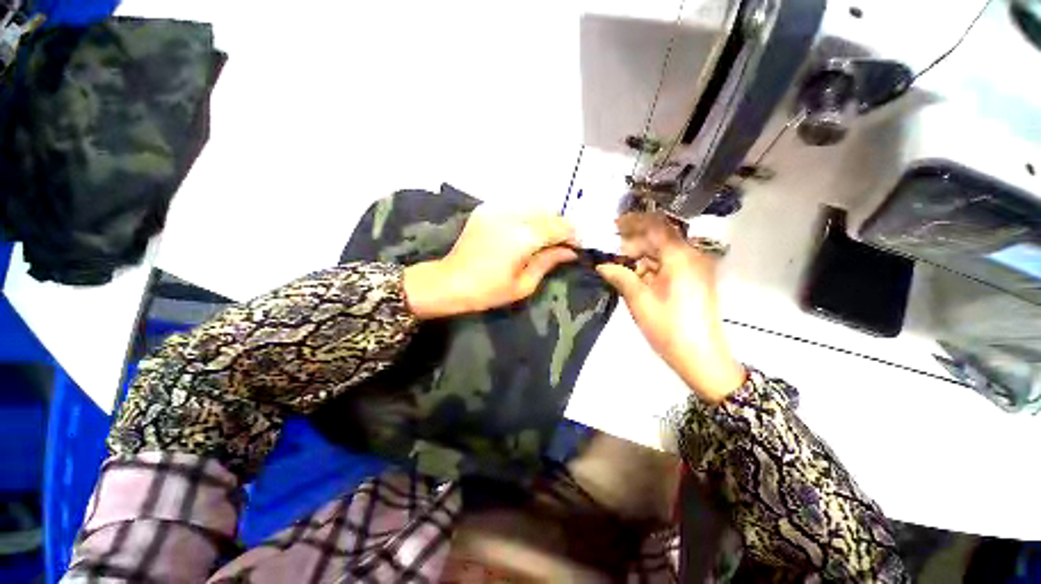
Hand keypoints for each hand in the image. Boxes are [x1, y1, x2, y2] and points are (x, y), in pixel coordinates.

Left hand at [403, 206, 578, 318]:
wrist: (449, 282)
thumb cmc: (488, 291)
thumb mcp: (523, 284)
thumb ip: (548, 262)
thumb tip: (570, 252)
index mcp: (523, 237)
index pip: (559, 226)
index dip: (572, 235)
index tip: (576, 247)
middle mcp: (512, 216)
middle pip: (548, 211)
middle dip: (560, 225)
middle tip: (560, 244)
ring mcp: (497, 209)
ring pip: (533, 205)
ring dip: (544, 218)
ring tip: (543, 238)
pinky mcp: (486, 210)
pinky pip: (516, 206)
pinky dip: (527, 215)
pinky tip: (524, 231)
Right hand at [596, 214, 744, 402]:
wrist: (701, 357)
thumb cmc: (668, 327)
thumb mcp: (638, 300)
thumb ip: (620, 276)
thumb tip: (601, 265)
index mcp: (680, 257)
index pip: (655, 226)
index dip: (632, 222)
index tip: (611, 226)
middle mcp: (691, 256)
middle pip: (659, 237)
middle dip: (633, 241)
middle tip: (610, 250)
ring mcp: (695, 268)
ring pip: (663, 251)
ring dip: (640, 255)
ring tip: (618, 264)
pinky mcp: (694, 279)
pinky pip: (669, 264)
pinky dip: (651, 266)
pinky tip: (634, 275)